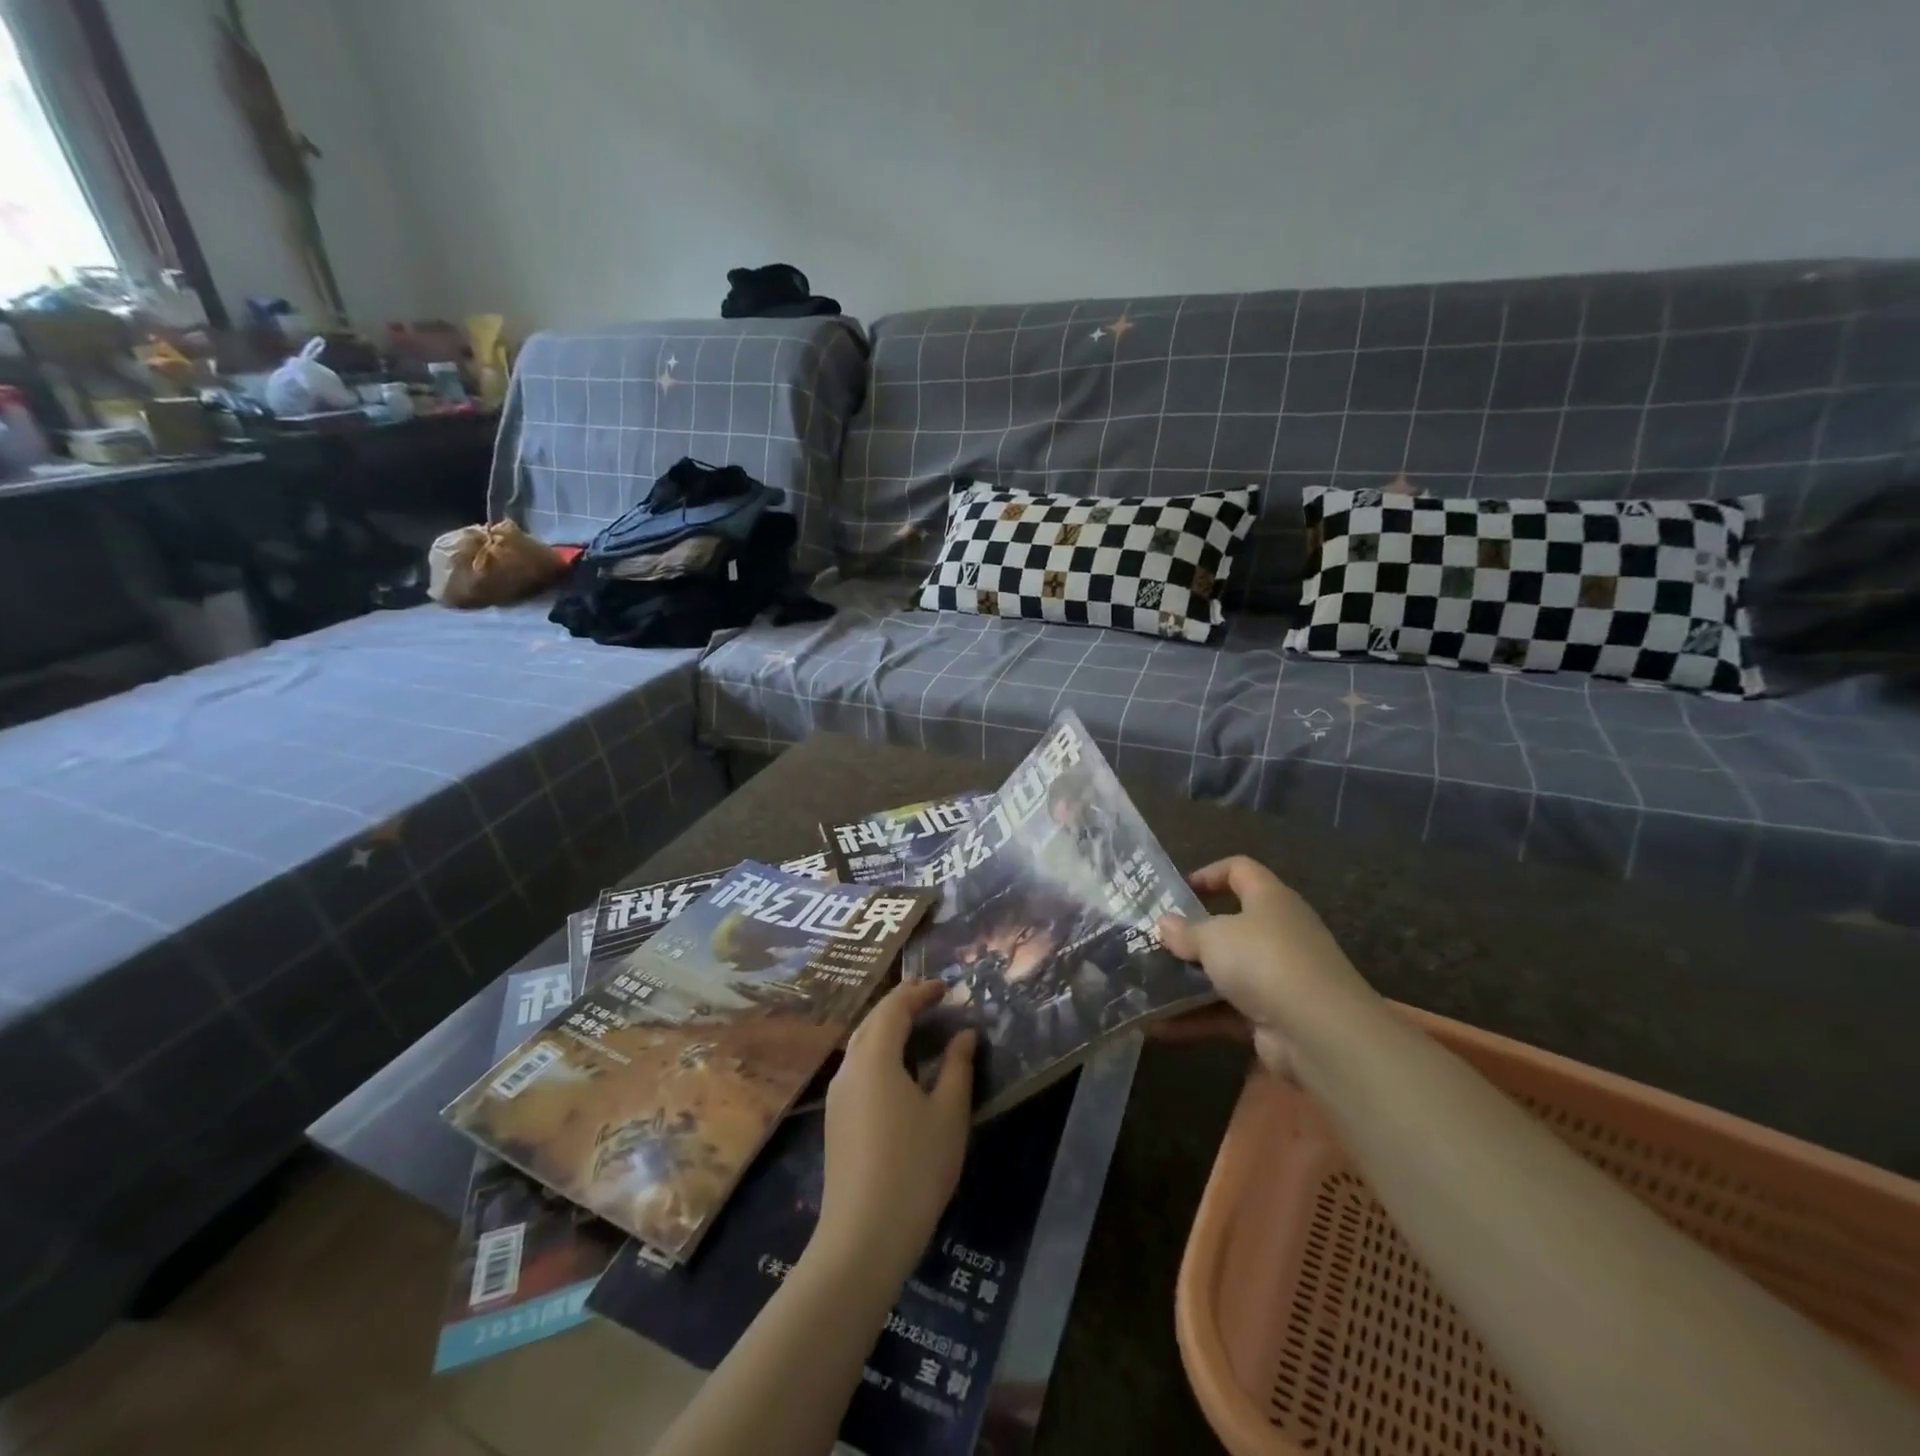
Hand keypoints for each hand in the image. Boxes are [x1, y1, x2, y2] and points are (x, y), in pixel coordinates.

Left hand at [815, 980, 975, 1279]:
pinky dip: (878, 1051)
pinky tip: (897, 1068)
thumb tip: (964, 1034)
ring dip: (886, 1027)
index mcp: (875, 1057)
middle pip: (872, 1020)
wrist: (863, 1237)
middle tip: (931, 998)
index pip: (895, 1008)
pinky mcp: (835, 1119)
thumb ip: (958, 1067)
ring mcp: (837, 1095)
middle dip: (900, 1004)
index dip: (920, 992)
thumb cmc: (915, 1167)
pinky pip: (857, 1067)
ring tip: (916, 1026)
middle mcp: (849, 1067)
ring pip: (860, 1044)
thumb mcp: (949, 1114)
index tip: (945, 987)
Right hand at [1155, 856, 1370, 1078]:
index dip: (1210, 874)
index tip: (1178, 889)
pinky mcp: (1272, 1017)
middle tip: (1155, 942)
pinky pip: (1226, 1012)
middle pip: (1230, 926)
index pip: (1241, 870)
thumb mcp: (1213, 937)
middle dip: (1192, 936)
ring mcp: (1277, 977)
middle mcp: (1278, 933)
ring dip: (1188, 983)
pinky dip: (1195, 1019)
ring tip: (1146, 986)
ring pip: (1225, 973)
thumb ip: (1186, 931)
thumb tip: (1164, 924)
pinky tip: (1158, 1027)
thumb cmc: (1264, 960)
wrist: (1319, 1032)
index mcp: (1270, 899)